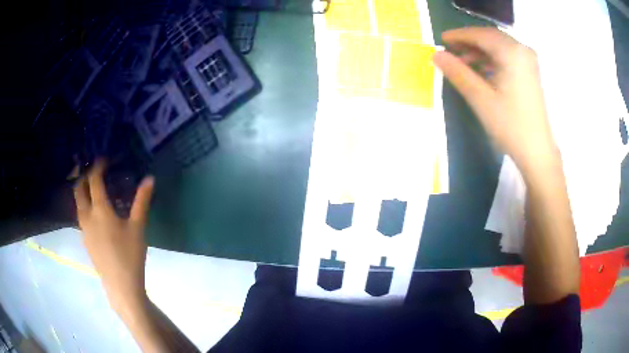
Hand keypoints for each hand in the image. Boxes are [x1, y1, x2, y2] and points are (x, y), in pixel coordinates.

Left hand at [74, 160, 154, 317]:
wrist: (120, 285)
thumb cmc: (130, 255)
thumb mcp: (138, 227)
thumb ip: (142, 201)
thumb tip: (149, 178)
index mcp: (100, 209)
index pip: (94, 179)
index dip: (98, 166)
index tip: (104, 159)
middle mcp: (87, 215)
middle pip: (79, 188)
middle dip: (85, 175)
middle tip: (96, 171)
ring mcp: (83, 229)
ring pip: (77, 202)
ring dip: (83, 190)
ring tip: (94, 188)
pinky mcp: (85, 239)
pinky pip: (80, 215)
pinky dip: (84, 205)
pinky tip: (95, 212)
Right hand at [433, 27, 558, 174]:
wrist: (537, 151)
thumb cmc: (511, 126)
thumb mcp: (481, 99)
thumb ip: (458, 73)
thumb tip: (436, 55)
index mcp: (512, 53)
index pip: (481, 34)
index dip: (459, 35)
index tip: (441, 39)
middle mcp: (522, 51)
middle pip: (490, 37)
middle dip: (469, 41)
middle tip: (450, 49)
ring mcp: (528, 61)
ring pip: (499, 46)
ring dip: (480, 50)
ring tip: (463, 62)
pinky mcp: (530, 72)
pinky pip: (507, 56)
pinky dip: (492, 59)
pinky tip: (481, 69)